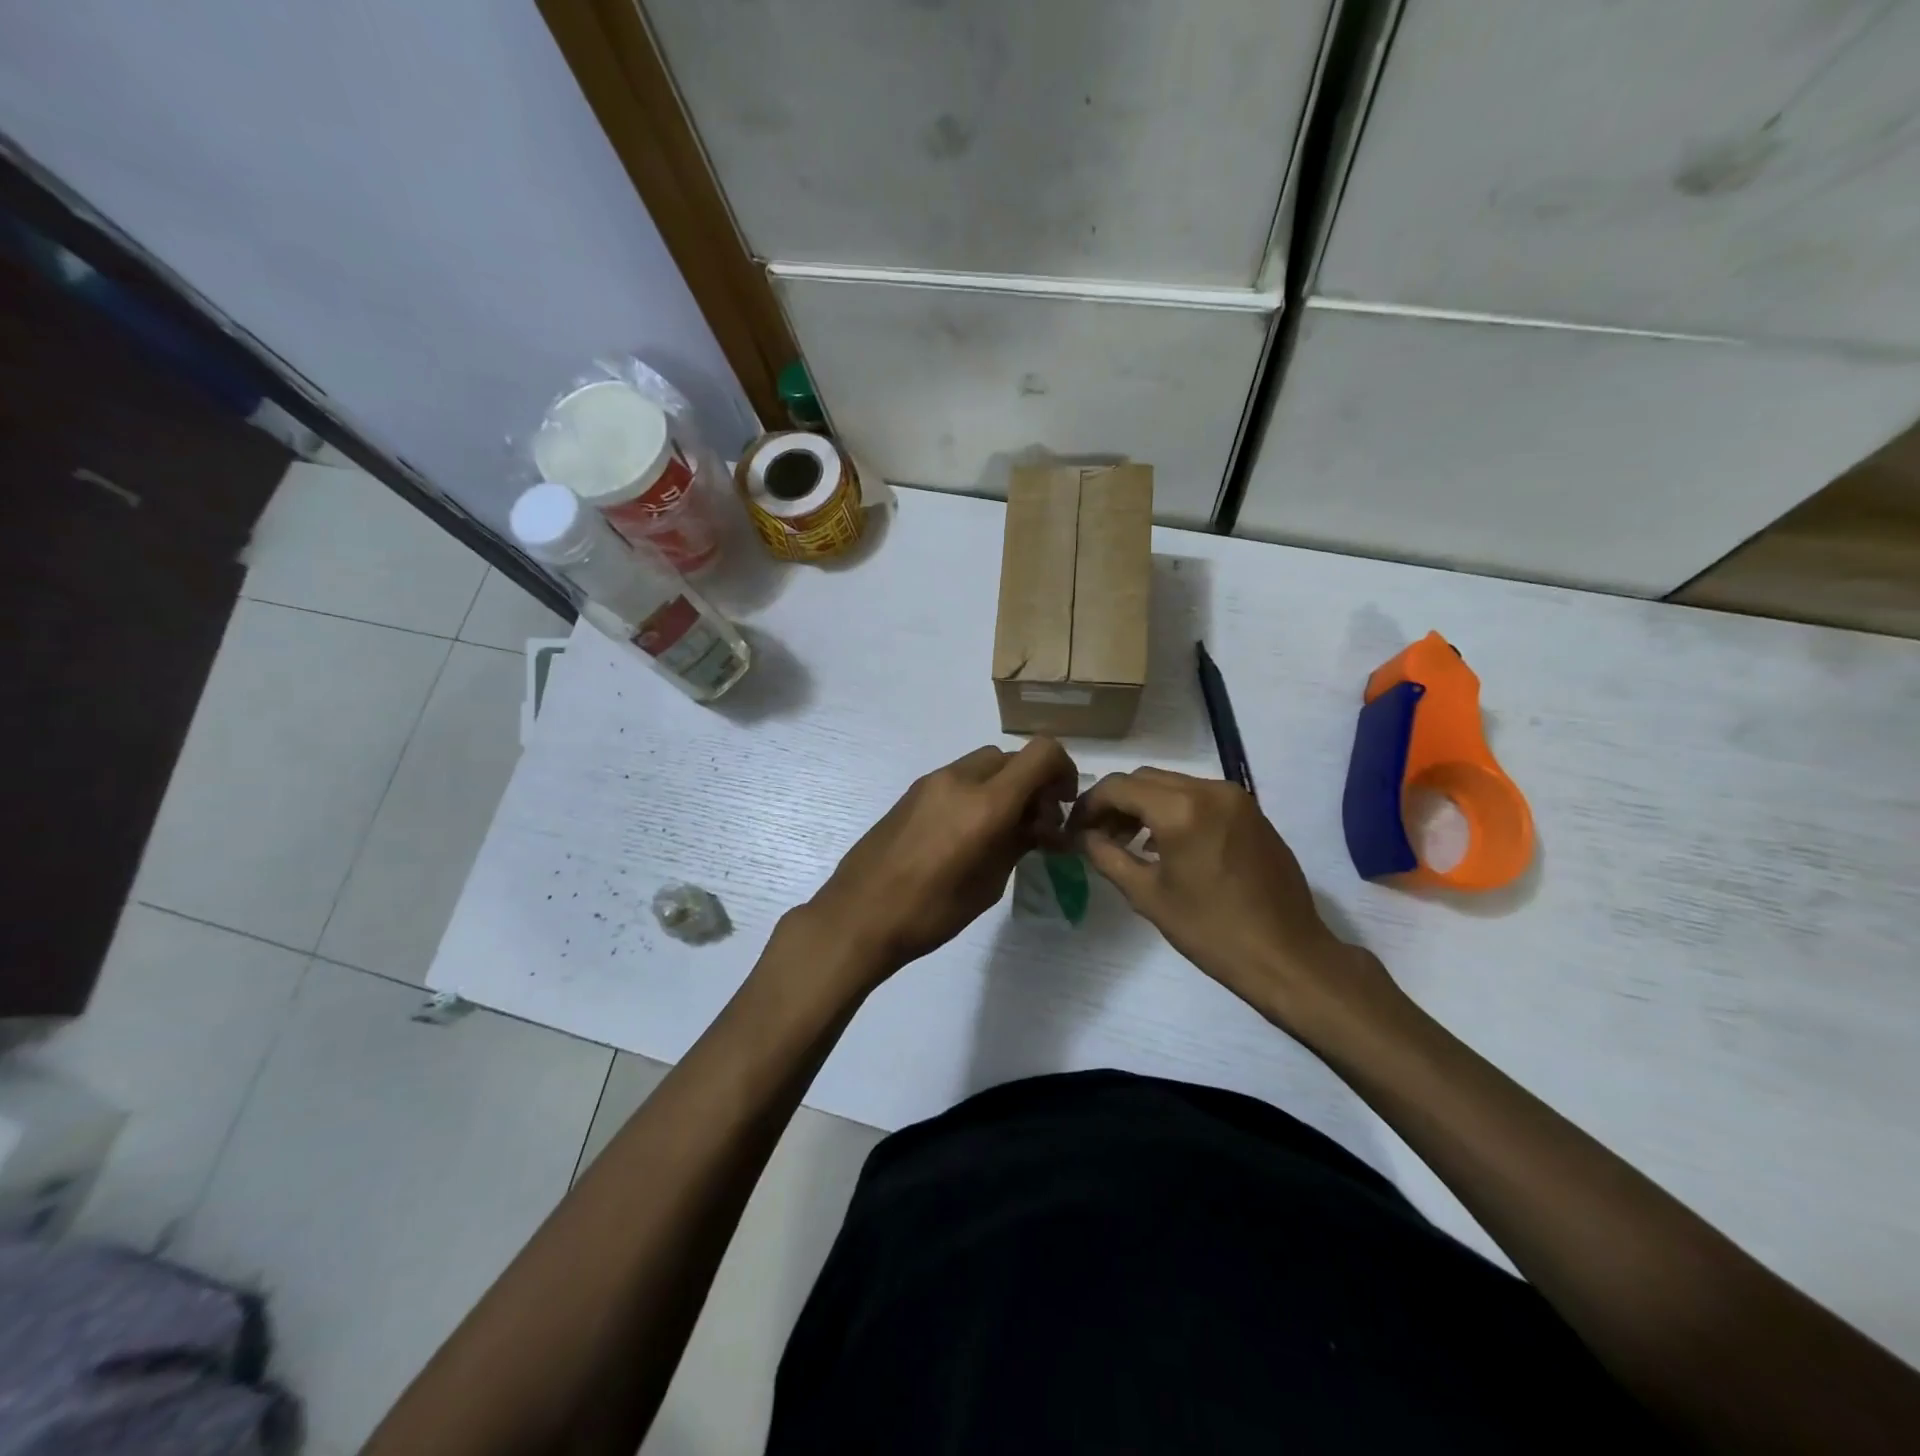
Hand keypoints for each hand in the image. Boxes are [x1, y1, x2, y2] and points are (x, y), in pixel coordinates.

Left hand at [803, 738, 1079, 986]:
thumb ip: (1019, 843)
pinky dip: (978, 791)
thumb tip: (1040, 825)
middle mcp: (960, 779)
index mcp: (986, 803)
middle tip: (1034, 825)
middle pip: (1013, 757)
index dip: (1064, 771)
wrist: (857, 916)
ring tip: (1001, 830)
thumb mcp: (988, 884)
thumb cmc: (930, 912)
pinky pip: (959, 777)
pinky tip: (968, 831)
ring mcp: (932, 781)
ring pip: (985, 764)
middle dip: (1033, 783)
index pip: (1042, 753)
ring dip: (1004, 786)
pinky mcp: (912, 792)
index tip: (1062, 805)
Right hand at [1070, 768, 1396, 1036]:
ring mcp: (1236, 798)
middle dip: (1116, 803)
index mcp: (1181, 809)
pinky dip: (1174, 810)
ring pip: (1173, 784)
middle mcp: (1209, 789)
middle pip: (1145, 779)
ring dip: (1145, 805)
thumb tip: (1082, 836)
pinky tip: (1167, 845)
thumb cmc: (1211, 931)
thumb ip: (1107, 856)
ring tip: (1130, 843)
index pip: (1118, 787)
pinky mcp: (1252, 811)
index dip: (1089, 805)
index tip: (1075, 829)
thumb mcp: (1147, 895)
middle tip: (1099, 836)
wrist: (1288, 955)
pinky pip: (1200, 796)